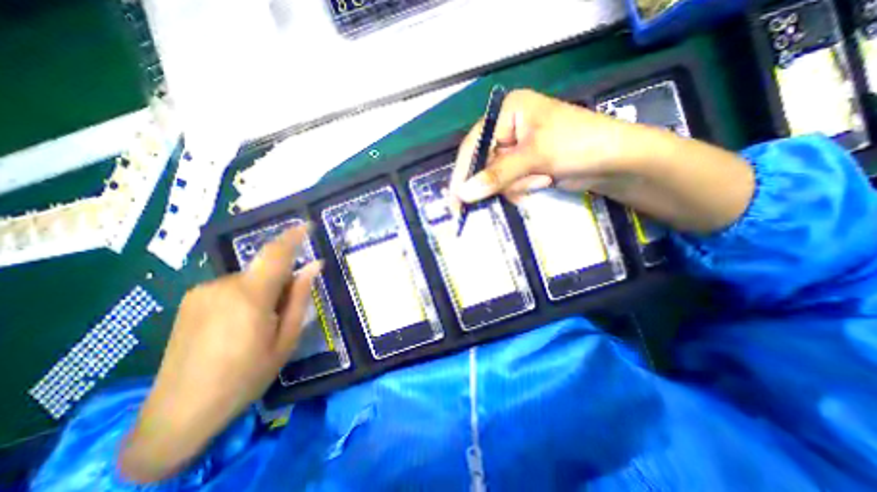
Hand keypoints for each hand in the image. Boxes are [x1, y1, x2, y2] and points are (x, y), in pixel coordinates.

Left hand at [116, 228, 320, 483]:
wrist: (178, 414)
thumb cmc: (245, 377)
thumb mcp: (286, 339)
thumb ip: (300, 298)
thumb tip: (315, 266)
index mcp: (250, 296)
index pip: (276, 254)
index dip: (294, 236)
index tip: (307, 224)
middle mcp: (223, 286)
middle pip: (265, 269)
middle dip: (283, 280)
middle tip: (286, 311)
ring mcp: (202, 292)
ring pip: (249, 279)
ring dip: (265, 291)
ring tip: (261, 325)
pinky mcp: (191, 301)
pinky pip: (232, 287)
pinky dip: (247, 296)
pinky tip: (240, 326)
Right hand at [449, 88, 641, 206]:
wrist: (616, 162)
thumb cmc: (577, 145)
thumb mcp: (534, 156)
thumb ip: (497, 174)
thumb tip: (463, 194)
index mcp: (508, 112)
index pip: (474, 144)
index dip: (464, 173)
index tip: (456, 200)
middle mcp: (508, 128)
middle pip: (485, 163)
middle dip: (502, 181)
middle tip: (521, 187)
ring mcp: (517, 148)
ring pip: (497, 178)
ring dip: (517, 185)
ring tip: (543, 179)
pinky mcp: (525, 165)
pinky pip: (509, 183)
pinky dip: (523, 188)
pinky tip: (543, 182)